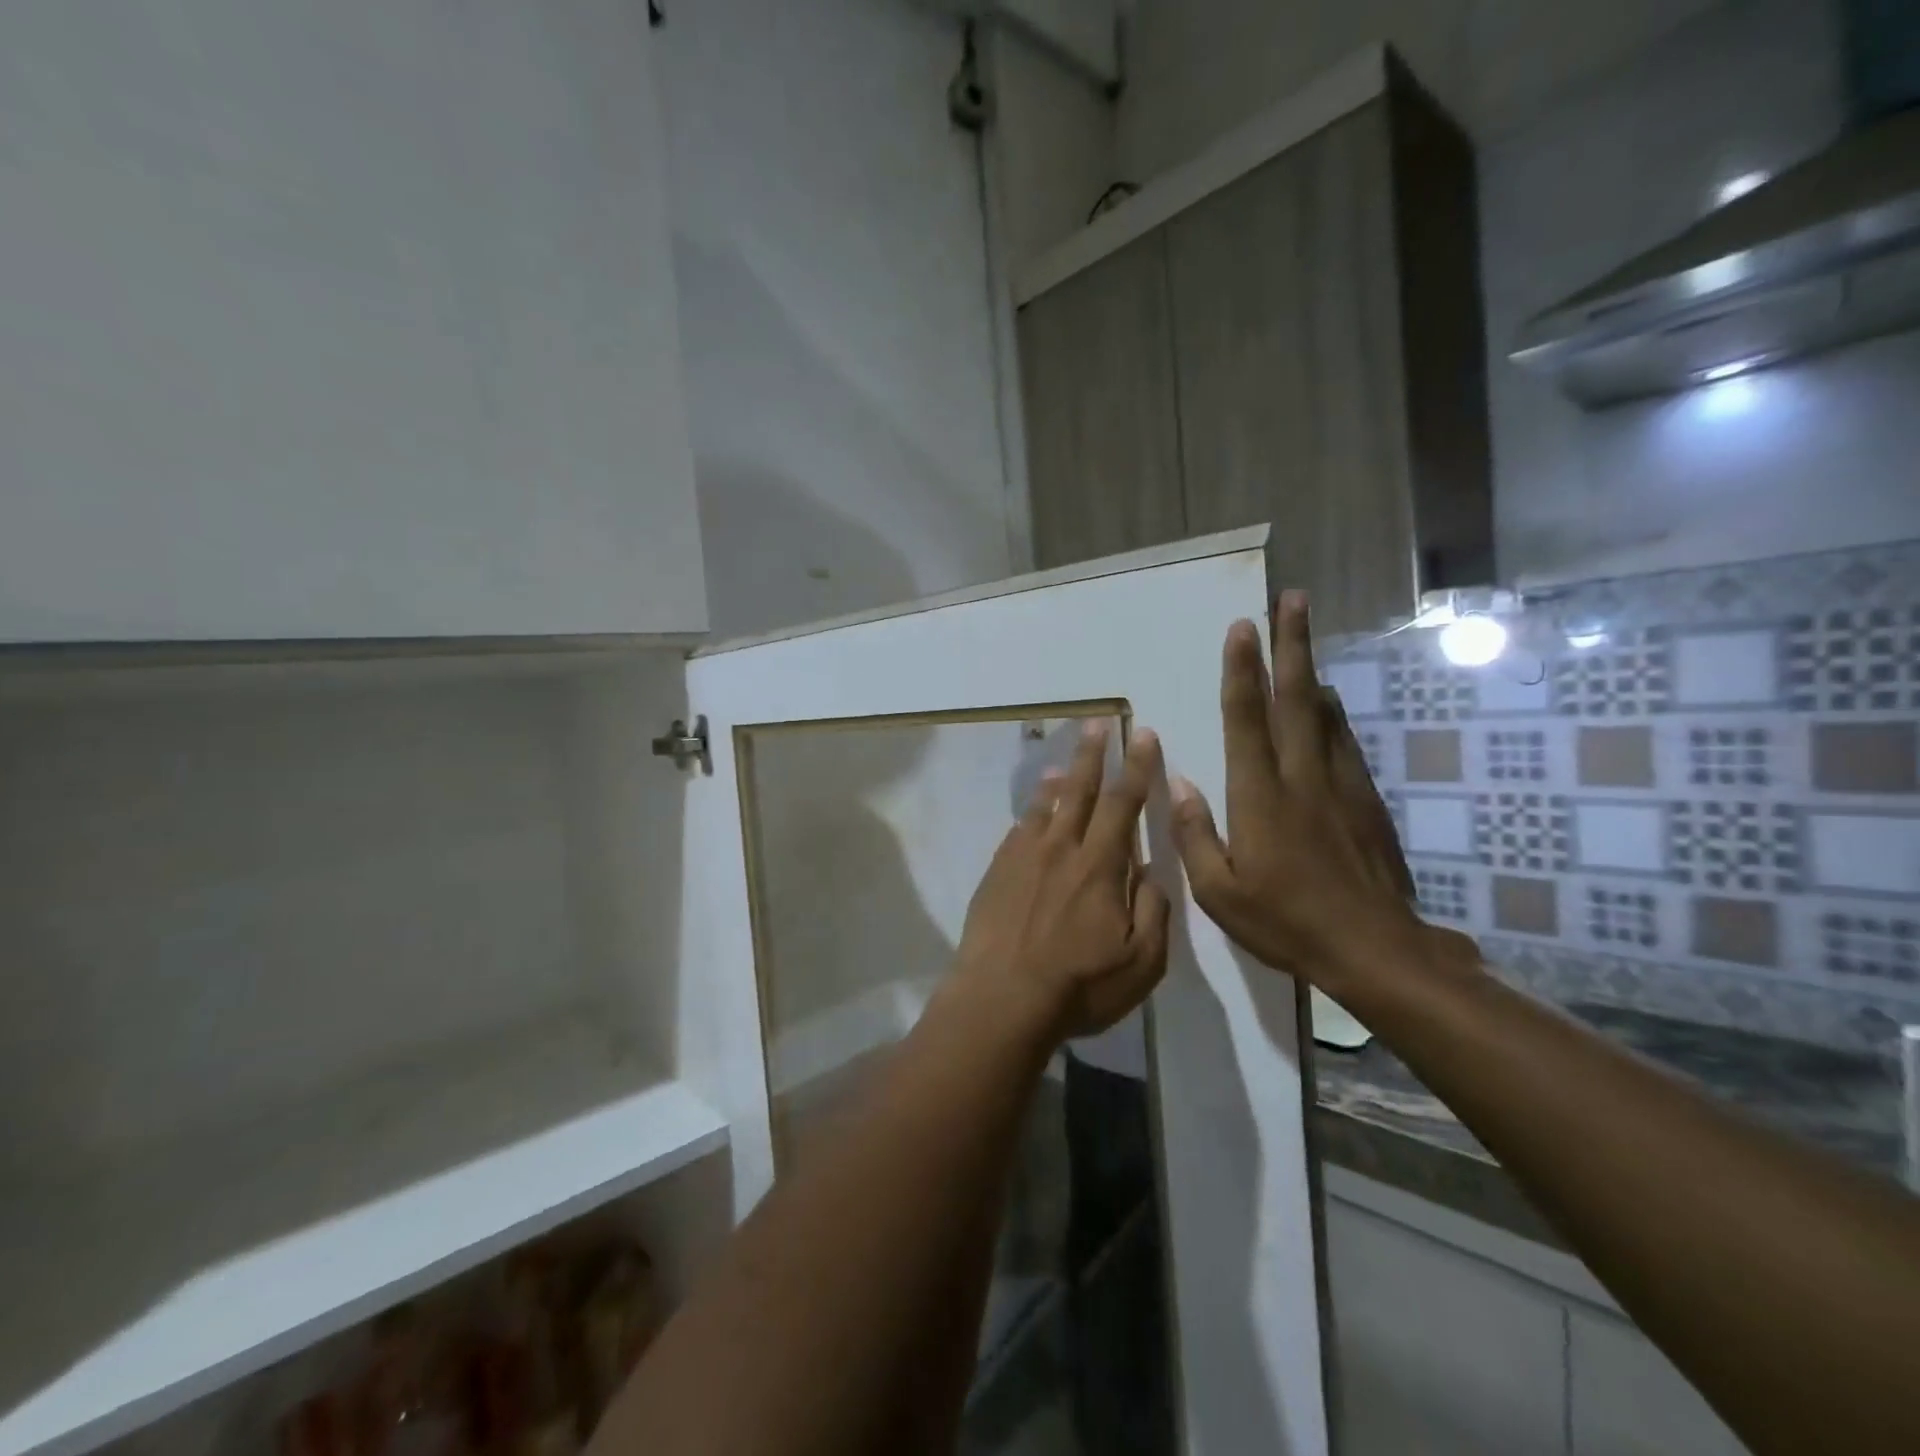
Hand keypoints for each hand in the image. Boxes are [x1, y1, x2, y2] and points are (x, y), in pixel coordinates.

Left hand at [952, 722, 1170, 1041]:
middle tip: (1097, 722)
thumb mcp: (1141, 962)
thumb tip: (1152, 871)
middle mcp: (1061, 848)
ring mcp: (1024, 857)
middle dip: (1093, 753)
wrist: (1001, 999)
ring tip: (1066, 762)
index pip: (1124, 803)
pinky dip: (1030, 812)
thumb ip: (1153, 910)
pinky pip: (1018, 830)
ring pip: (1045, 806)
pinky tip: (1032, 814)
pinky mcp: (997, 872)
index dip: (1137, 767)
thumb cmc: (1078, 985)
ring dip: (1060, 779)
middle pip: (1081, 790)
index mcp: (1100, 865)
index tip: (1143, 735)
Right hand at [1169, 593, 1458, 994]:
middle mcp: (1301, 777)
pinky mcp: (1365, 800)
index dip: (1242, 671)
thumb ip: (1195, 834)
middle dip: (1291, 644)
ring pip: (1324, 713)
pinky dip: (1332, 712)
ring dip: (1311, 669)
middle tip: (1291, 600)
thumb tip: (1181, 783)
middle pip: (1295, 698)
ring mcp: (1340, 785)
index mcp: (1260, 797)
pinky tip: (1326, 701)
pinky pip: (1344, 741)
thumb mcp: (1220, 892)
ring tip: (1304, 634)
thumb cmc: (1286, 922)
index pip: (1247, 720)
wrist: (1374, 949)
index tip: (1242, 629)